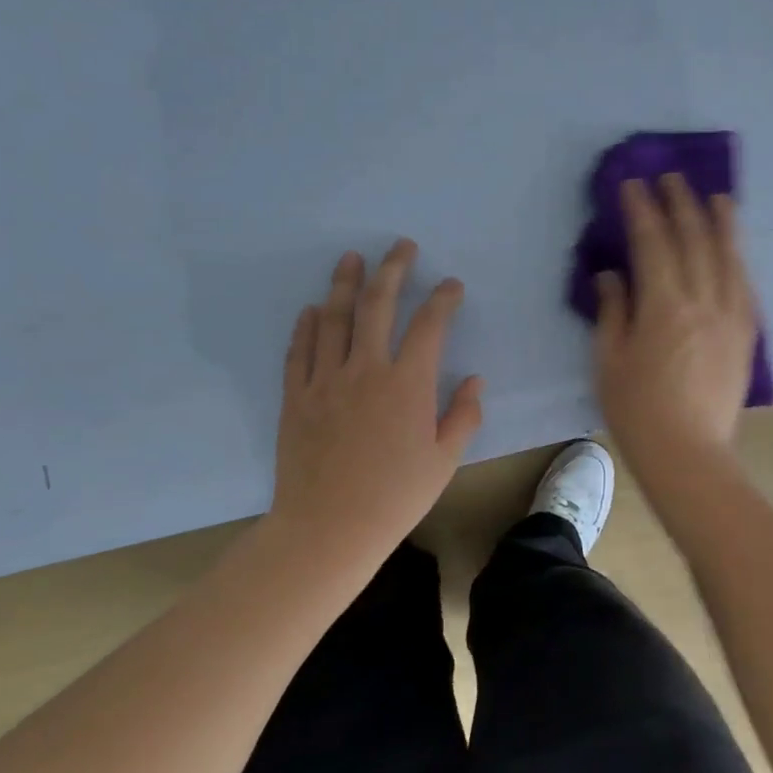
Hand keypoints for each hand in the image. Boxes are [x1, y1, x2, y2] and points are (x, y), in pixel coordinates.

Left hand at [269, 240, 483, 565]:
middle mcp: (366, 369)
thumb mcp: (444, 460)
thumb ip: (463, 416)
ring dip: (346, 284)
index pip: (430, 325)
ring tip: (352, 258)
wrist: (329, 527)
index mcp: (408, 384)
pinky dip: (308, 325)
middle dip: (393, 269)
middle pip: (379, 305)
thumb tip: (476, 381)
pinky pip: (301, 349)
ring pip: (335, 318)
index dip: (443, 299)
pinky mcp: (297, 395)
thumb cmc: (396, 496)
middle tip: (401, 246)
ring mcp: (326, 379)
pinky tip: (314, 309)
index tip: (451, 285)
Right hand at [595, 174, 757, 483]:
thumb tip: (611, 275)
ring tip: (715, 197)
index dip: (642, 210)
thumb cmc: (638, 411)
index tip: (633, 184)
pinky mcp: (747, 335)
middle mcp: (703, 301)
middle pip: (694, 240)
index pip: (652, 243)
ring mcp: (731, 317)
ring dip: (720, 222)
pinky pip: (745, 286)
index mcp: (664, 306)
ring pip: (728, 257)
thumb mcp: (608, 362)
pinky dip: (738, 260)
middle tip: (671, 178)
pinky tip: (734, 248)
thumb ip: (612, 312)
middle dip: (681, 204)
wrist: (689, 454)